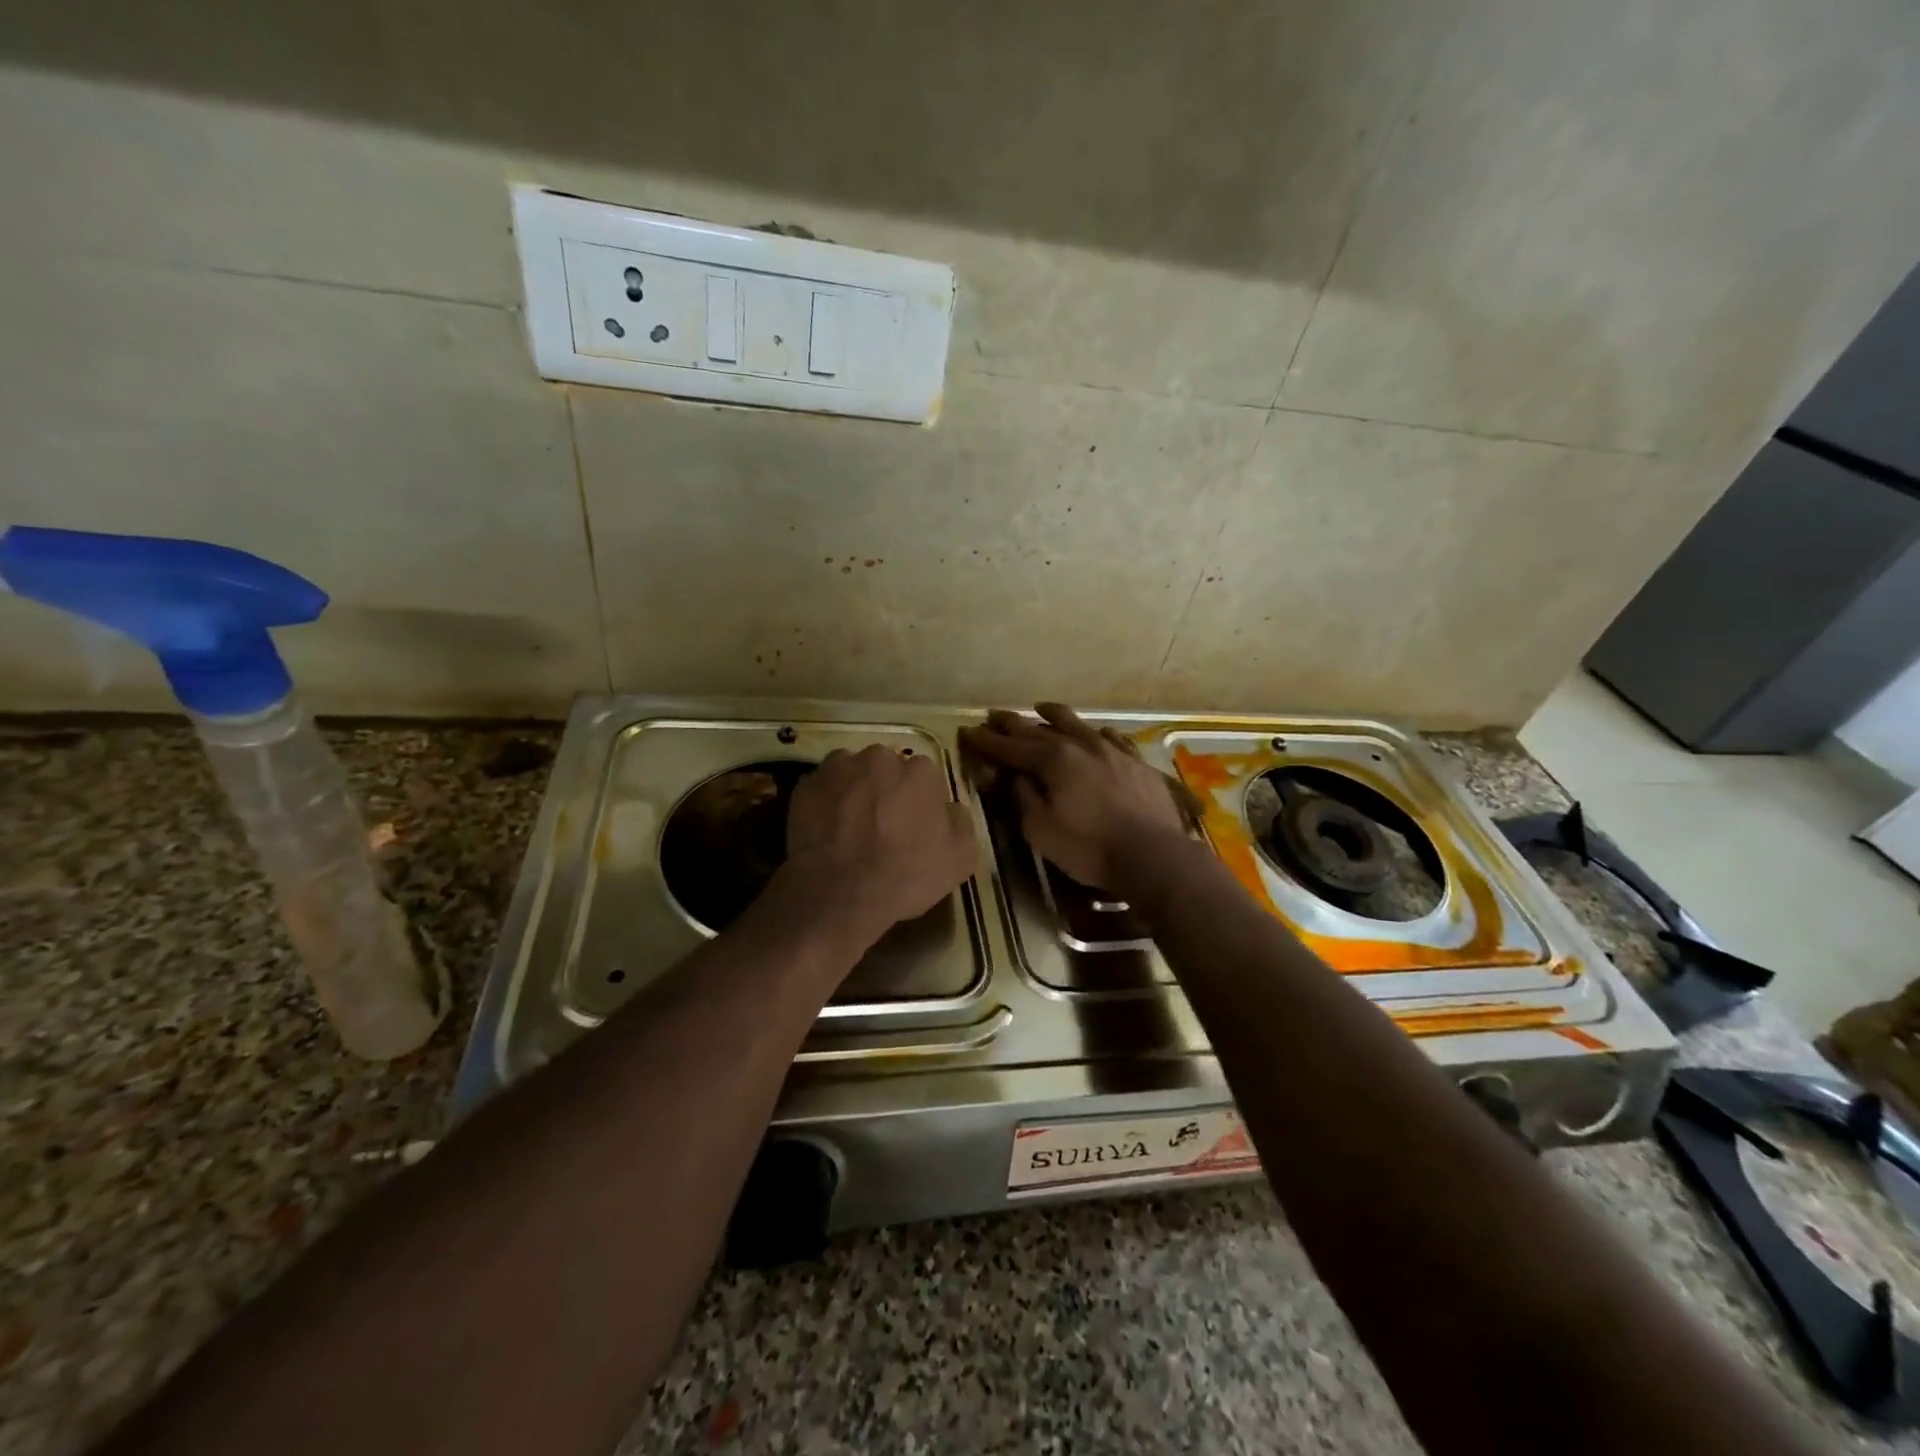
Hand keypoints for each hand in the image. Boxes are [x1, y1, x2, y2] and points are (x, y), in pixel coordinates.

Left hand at [783, 745, 977, 943]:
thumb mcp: (960, 859)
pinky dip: (826, 802)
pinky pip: (823, 788)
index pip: (925, 777)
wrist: (839, 893)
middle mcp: (880, 758)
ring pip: (853, 773)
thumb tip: (951, 809)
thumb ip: (961, 823)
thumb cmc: (905, 875)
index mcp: (920, 771)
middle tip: (882, 825)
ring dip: (855, 791)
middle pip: (887, 769)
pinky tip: (828, 830)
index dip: (921, 801)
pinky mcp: (806, 785)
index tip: (915, 825)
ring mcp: (839, 768)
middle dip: (886, 789)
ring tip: (851, 827)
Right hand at [959, 703, 1191, 891]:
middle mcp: (1081, 745)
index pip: (1011, 747)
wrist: (1154, 855)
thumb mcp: (1041, 830)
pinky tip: (1095, 732)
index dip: (987, 741)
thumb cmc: (1090, 848)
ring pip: (1077, 725)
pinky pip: (1112, 738)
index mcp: (1054, 760)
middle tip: (994, 716)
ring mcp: (1112, 750)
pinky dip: (1095, 732)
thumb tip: (1013, 777)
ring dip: (1054, 716)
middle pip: (1040, 729)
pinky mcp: (1136, 763)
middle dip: (1013, 724)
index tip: (968, 732)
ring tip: (1040, 709)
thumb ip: (1023, 798)